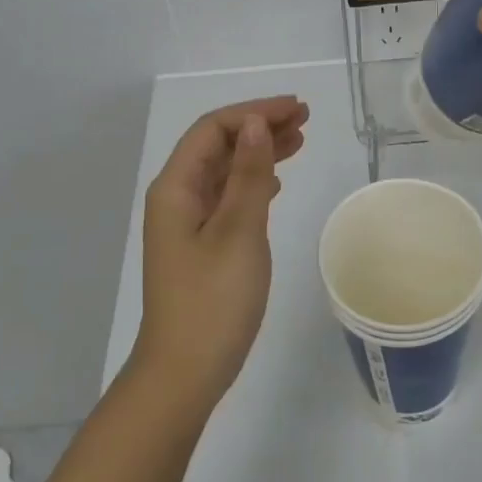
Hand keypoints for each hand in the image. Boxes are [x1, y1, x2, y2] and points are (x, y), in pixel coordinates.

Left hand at [134, 97, 309, 408]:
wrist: (185, 372)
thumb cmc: (213, 300)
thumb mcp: (239, 231)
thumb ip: (250, 175)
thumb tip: (257, 124)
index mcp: (176, 188)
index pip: (213, 129)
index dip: (255, 112)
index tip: (296, 110)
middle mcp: (178, 198)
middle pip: (219, 146)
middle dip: (260, 126)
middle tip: (305, 119)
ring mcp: (188, 223)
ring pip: (226, 171)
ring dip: (260, 152)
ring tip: (300, 141)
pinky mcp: (202, 245)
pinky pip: (228, 197)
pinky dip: (254, 183)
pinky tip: (276, 183)